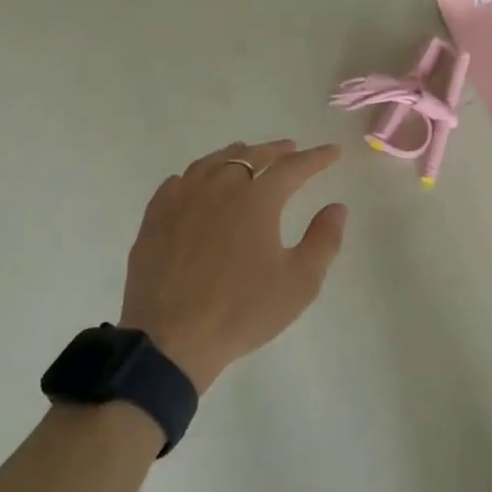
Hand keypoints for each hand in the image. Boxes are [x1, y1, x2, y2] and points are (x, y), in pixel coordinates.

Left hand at [120, 139, 347, 392]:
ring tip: (247, 156)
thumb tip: (337, 207)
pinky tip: (198, 183)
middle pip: (250, 156)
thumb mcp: (300, 282)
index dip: (316, 158)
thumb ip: (323, 240)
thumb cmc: (242, 311)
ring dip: (236, 155)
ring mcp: (181, 201)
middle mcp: (218, 188)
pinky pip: (178, 183)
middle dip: (276, 151)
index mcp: (256, 200)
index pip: (293, 167)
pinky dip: (197, 175)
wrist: (171, 341)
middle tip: (290, 150)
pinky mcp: (155, 219)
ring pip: (211, 163)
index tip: (332, 152)